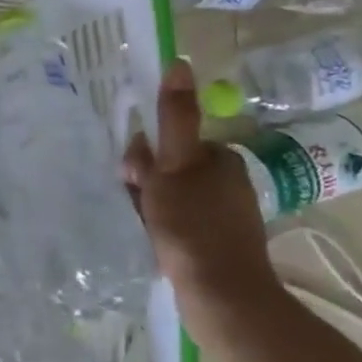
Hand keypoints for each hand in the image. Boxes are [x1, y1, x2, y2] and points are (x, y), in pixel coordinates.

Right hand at [124, 58, 284, 346]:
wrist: (223, 299)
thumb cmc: (193, 226)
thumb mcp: (174, 165)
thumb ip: (174, 117)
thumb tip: (180, 62)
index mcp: (221, 159)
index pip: (170, 141)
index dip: (145, 156)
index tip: (133, 176)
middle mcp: (228, 183)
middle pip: (169, 169)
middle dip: (145, 184)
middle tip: (137, 205)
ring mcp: (226, 217)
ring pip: (171, 198)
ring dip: (150, 208)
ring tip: (144, 228)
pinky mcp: (221, 246)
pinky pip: (181, 224)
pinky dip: (163, 230)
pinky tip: (155, 244)